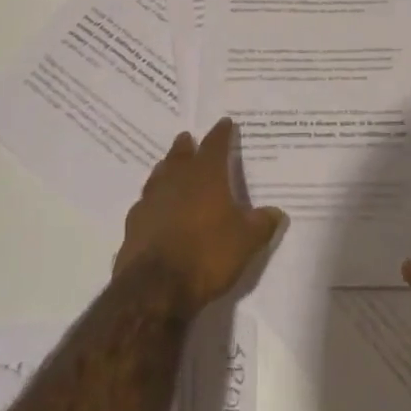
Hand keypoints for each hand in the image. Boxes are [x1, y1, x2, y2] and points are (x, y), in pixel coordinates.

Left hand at [115, 118, 285, 310]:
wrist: (154, 287)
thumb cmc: (207, 254)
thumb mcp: (245, 242)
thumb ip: (261, 224)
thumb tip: (277, 212)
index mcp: (206, 176)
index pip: (215, 145)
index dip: (221, 133)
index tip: (225, 122)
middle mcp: (176, 180)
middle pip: (181, 155)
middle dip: (186, 145)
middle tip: (187, 137)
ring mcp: (151, 200)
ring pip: (159, 175)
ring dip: (166, 168)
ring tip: (169, 165)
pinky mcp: (133, 224)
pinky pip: (145, 204)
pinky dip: (152, 200)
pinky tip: (154, 208)